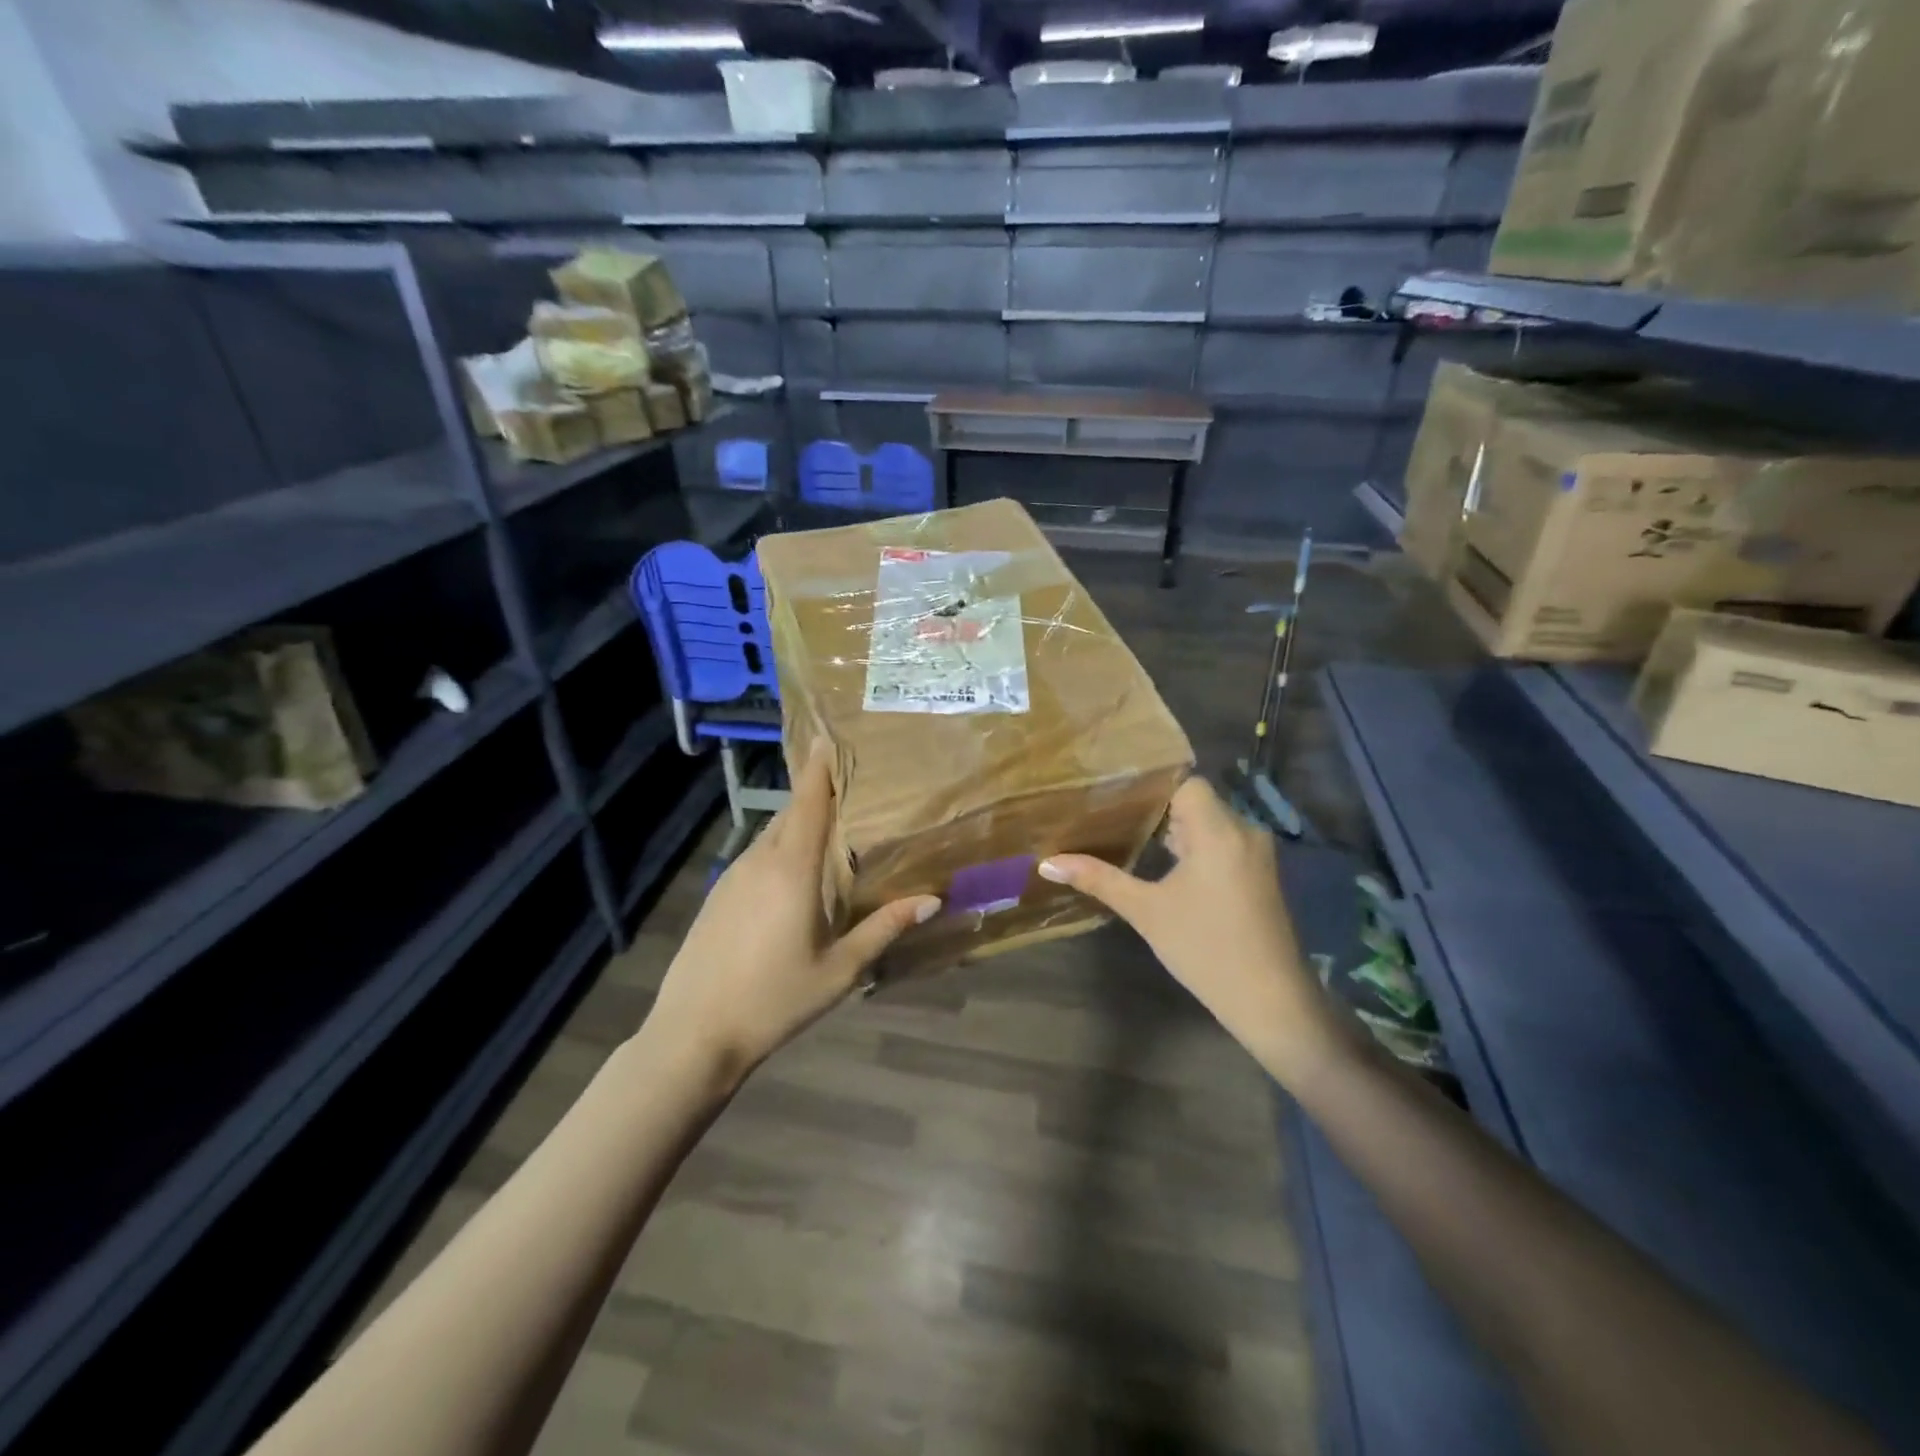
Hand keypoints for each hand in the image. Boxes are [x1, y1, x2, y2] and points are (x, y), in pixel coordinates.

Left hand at [640, 746, 940, 1089]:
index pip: (809, 803)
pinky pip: (755, 858)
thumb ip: (884, 928)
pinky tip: (792, 877)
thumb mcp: (840, 969)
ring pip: (770, 836)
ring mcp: (732, 877)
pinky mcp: (717, 896)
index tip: (827, 736)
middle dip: (814, 794)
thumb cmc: (775, 999)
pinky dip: (778, 850)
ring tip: (827, 830)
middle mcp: (760, 862)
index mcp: (792, 870)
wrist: (694, 1033)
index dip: (819, 768)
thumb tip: (931, 899)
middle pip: (790, 814)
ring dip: (796, 825)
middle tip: (846, 785)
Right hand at [1039, 777, 1343, 1088]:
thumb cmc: (1205, 948)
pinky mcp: (1259, 875)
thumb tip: (1047, 863)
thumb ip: (1099, 879)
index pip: (1185, 783)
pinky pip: (1222, 843)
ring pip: (1209, 824)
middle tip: (1109, 813)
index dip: (1151, 786)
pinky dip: (1193, 846)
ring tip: (1128, 834)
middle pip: (1195, 802)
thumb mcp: (1146, 911)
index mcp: (1219, 830)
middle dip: (1155, 809)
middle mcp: (1244, 831)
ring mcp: (1256, 855)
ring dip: (1174, 830)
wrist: (1270, 1001)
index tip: (1113, 793)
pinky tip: (1163, 863)